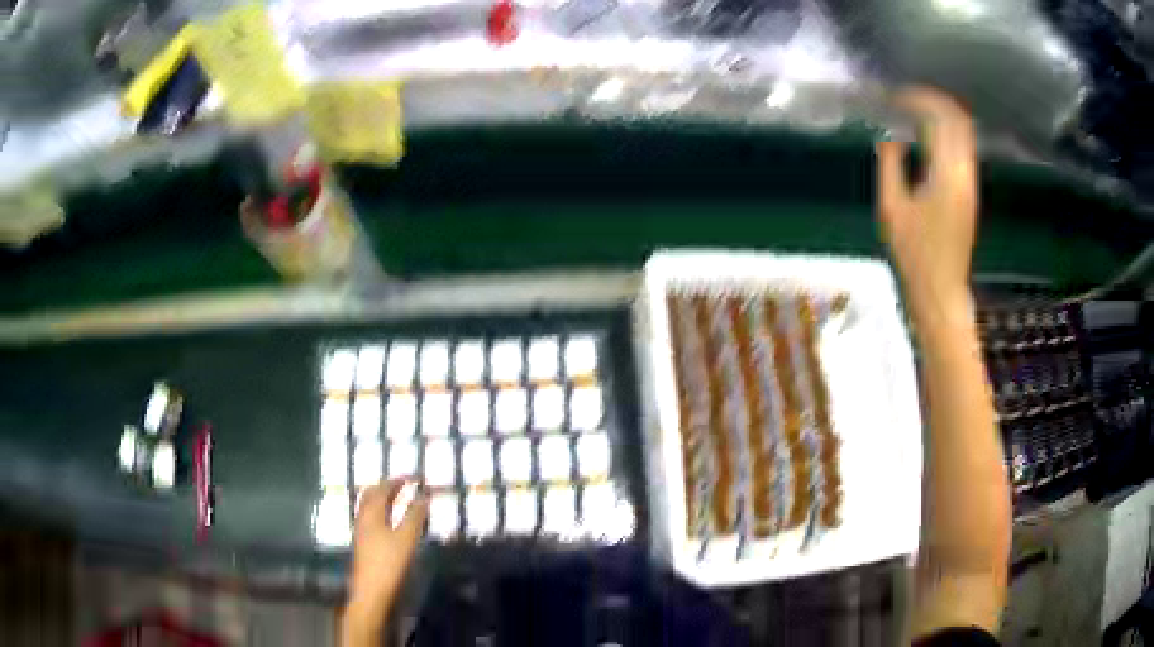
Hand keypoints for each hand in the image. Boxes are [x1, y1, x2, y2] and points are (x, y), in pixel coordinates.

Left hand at [342, 479, 428, 646]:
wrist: (370, 591)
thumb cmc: (388, 562)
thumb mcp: (406, 538)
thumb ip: (414, 516)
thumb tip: (423, 496)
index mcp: (371, 513)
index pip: (383, 488)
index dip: (398, 480)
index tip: (413, 476)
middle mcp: (363, 518)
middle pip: (371, 495)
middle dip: (387, 487)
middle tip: (405, 485)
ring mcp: (361, 531)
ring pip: (370, 507)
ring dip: (384, 499)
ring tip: (400, 500)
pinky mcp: (363, 543)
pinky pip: (372, 518)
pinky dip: (383, 512)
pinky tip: (392, 521)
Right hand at [876, 88, 978, 324]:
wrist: (941, 291)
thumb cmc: (914, 255)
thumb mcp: (892, 208)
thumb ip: (890, 164)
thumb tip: (890, 135)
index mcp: (947, 174)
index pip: (941, 118)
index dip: (919, 99)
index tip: (895, 97)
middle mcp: (965, 173)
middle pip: (958, 120)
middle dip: (932, 102)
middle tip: (905, 99)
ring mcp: (971, 183)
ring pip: (963, 133)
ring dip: (940, 117)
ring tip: (911, 114)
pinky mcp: (970, 192)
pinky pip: (961, 149)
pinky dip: (945, 134)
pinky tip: (924, 138)